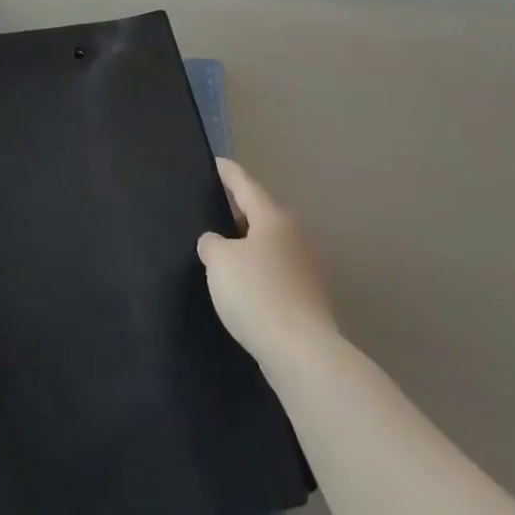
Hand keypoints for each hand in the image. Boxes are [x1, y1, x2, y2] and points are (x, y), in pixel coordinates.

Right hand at [197, 159, 337, 369]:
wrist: (301, 352)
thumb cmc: (257, 294)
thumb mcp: (219, 261)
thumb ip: (211, 243)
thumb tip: (217, 243)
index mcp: (273, 218)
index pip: (245, 184)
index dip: (228, 173)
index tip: (216, 162)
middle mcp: (293, 236)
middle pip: (260, 213)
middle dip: (236, 209)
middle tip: (209, 205)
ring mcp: (304, 267)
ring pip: (267, 243)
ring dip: (245, 242)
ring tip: (219, 246)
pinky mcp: (305, 295)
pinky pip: (272, 269)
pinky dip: (255, 268)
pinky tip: (238, 282)